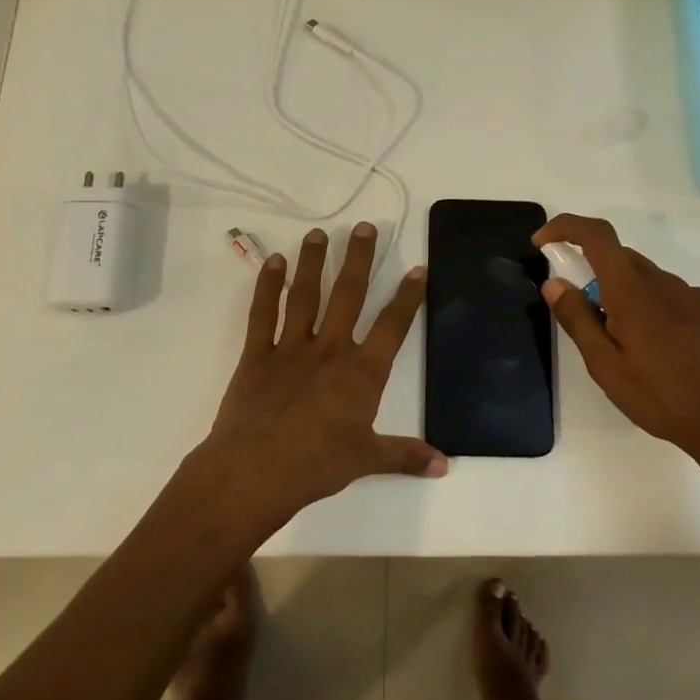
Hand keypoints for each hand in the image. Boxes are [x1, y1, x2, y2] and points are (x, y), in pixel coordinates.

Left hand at [200, 222, 444, 521]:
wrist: (254, 472)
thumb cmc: (317, 465)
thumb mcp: (367, 460)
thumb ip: (406, 456)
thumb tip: (444, 465)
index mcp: (362, 373)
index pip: (392, 326)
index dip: (407, 297)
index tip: (417, 269)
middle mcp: (329, 350)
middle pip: (348, 295)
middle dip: (359, 259)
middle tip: (364, 227)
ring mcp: (290, 348)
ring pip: (305, 295)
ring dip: (314, 262)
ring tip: (319, 233)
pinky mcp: (256, 355)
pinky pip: (262, 313)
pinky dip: (267, 286)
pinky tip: (273, 262)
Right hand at [534, 213, 699, 472]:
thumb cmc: (664, 398)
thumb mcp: (607, 366)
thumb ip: (578, 320)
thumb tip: (554, 283)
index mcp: (634, 290)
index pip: (596, 235)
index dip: (565, 227)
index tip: (543, 242)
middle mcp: (665, 282)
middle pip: (619, 258)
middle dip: (591, 274)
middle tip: (582, 317)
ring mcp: (694, 296)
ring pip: (646, 280)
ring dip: (622, 296)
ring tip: (623, 348)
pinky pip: (670, 297)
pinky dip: (650, 309)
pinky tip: (658, 354)